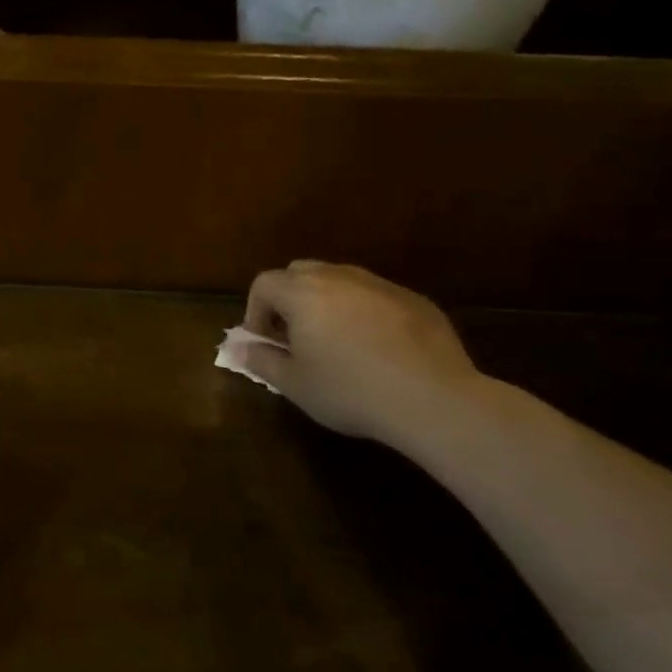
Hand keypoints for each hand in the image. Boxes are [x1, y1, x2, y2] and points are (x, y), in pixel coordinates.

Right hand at [234, 262, 484, 454]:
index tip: (264, 341)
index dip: (255, 310)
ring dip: (326, 302)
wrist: (433, 399)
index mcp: (304, 293)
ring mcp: (380, 285)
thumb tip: (238, 347)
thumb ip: (261, 360)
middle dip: (289, 299)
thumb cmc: (351, 392)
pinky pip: (374, 296)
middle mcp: (339, 278)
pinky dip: (363, 312)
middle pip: (300, 272)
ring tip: (334, 342)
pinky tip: (376, 349)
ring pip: (340, 280)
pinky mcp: (414, 299)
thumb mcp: (295, 384)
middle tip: (294, 336)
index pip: (264, 284)